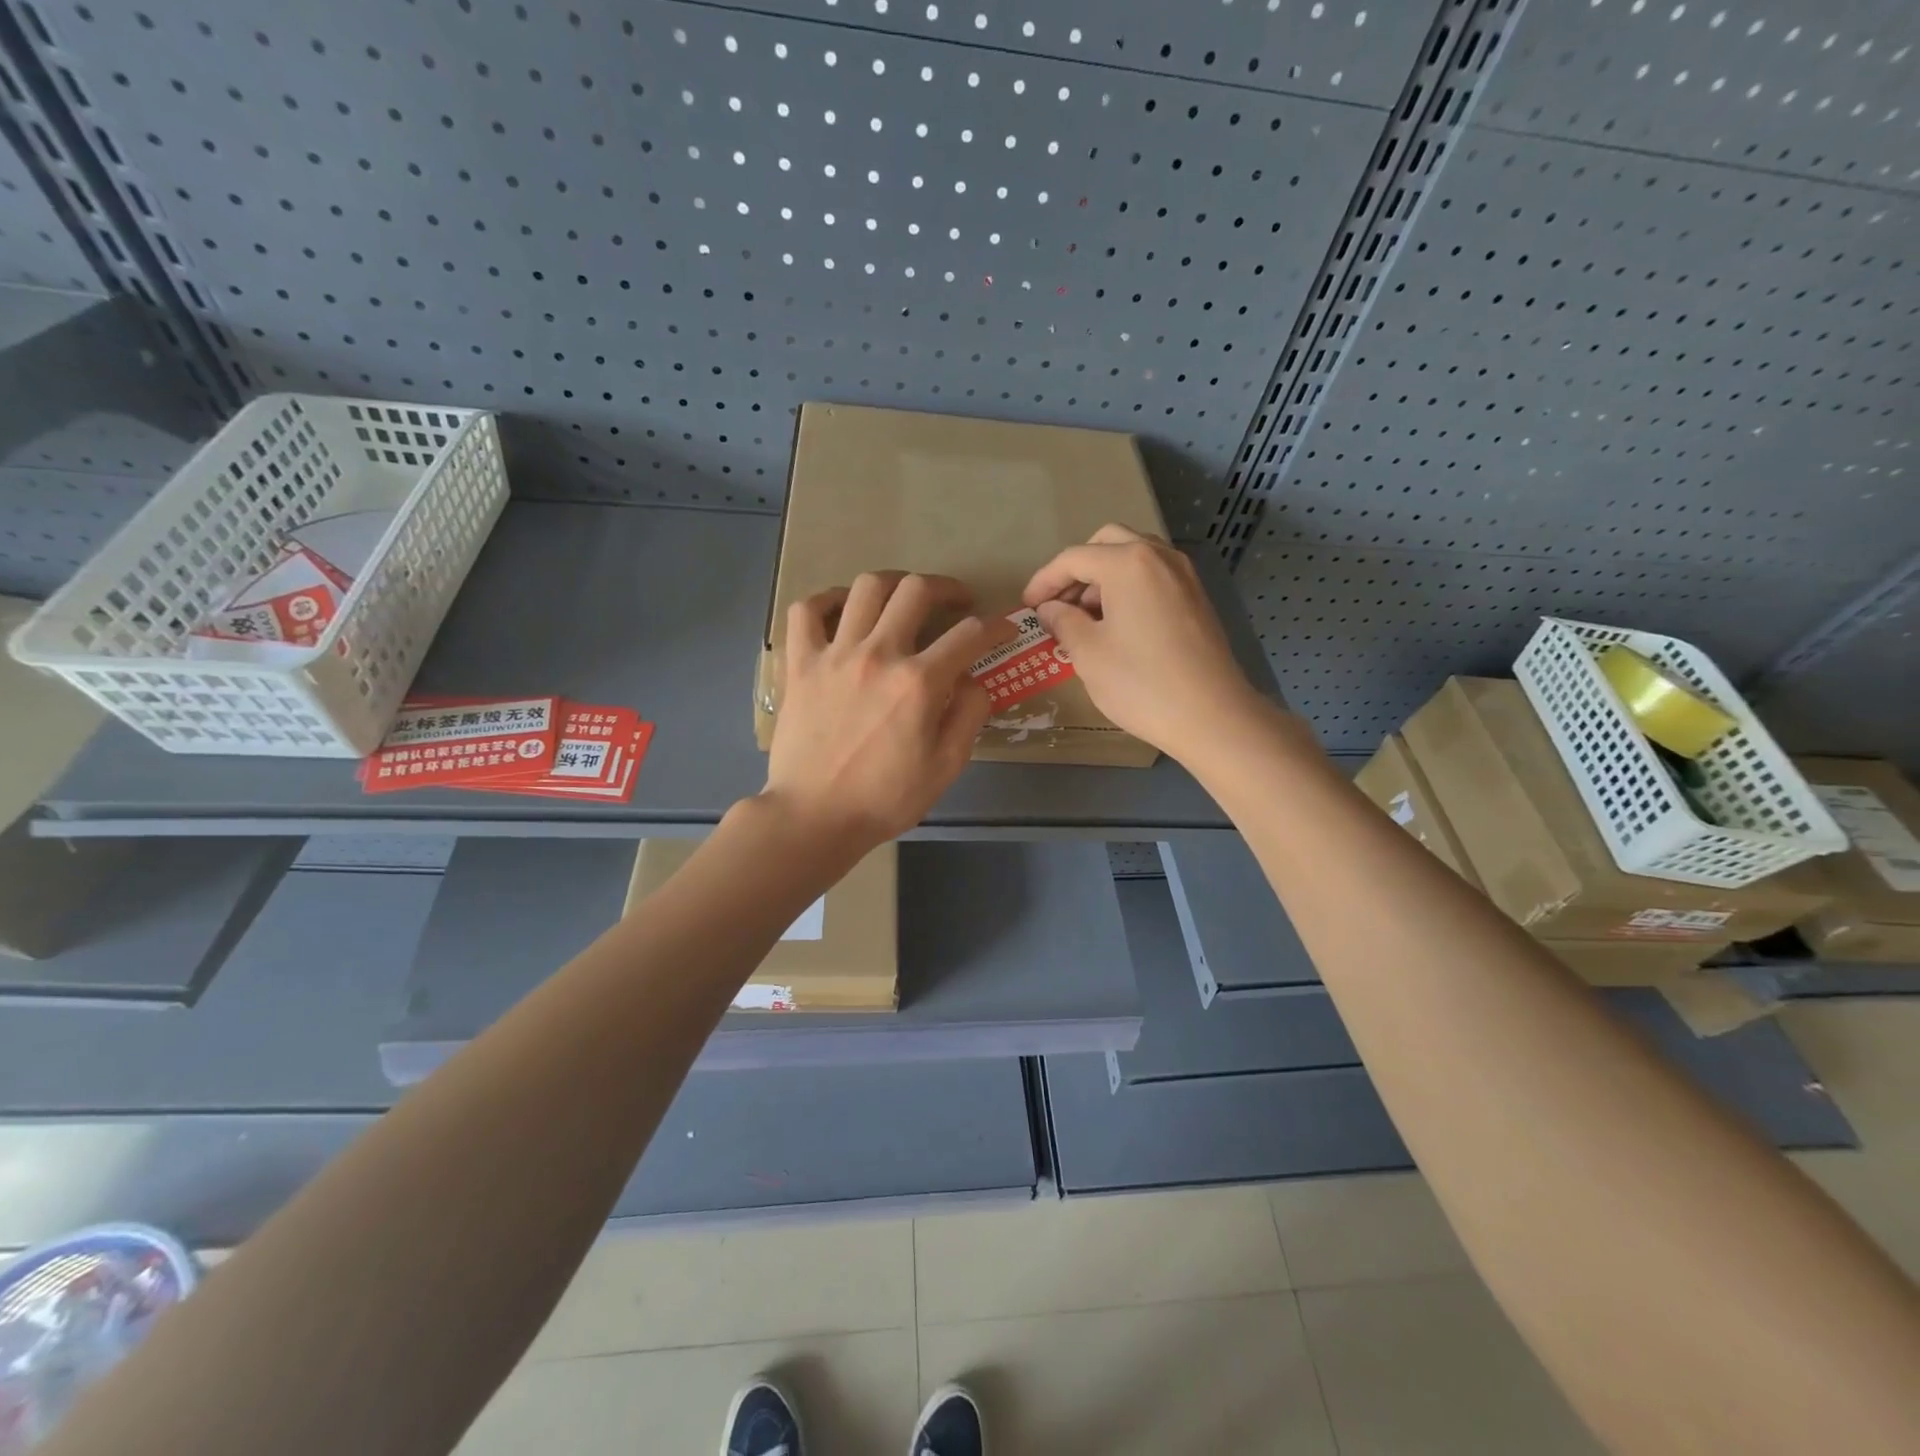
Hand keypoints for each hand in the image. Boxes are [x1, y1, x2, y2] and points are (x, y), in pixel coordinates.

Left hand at [764, 571, 1014, 851]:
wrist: (815, 817)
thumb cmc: (885, 799)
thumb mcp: (946, 766)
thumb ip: (969, 715)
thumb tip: (974, 679)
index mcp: (919, 682)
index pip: (970, 634)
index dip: (995, 625)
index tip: (1003, 628)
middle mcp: (878, 654)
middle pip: (916, 590)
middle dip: (946, 588)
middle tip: (956, 602)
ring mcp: (834, 654)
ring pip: (866, 588)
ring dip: (893, 584)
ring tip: (903, 599)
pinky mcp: (800, 663)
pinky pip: (807, 610)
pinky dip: (827, 600)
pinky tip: (843, 610)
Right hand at [1023, 524, 1264, 761]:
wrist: (1212, 716)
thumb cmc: (1141, 683)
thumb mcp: (1088, 653)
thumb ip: (1063, 622)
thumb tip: (1050, 609)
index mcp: (1128, 563)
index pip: (1074, 558)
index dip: (1044, 581)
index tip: (1027, 607)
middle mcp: (1159, 557)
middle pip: (1107, 544)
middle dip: (1077, 571)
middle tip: (1059, 606)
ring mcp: (1184, 575)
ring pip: (1134, 558)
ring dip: (1103, 578)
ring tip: (1085, 619)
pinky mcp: (1197, 598)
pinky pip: (1154, 577)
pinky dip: (1129, 589)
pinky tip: (1118, 625)